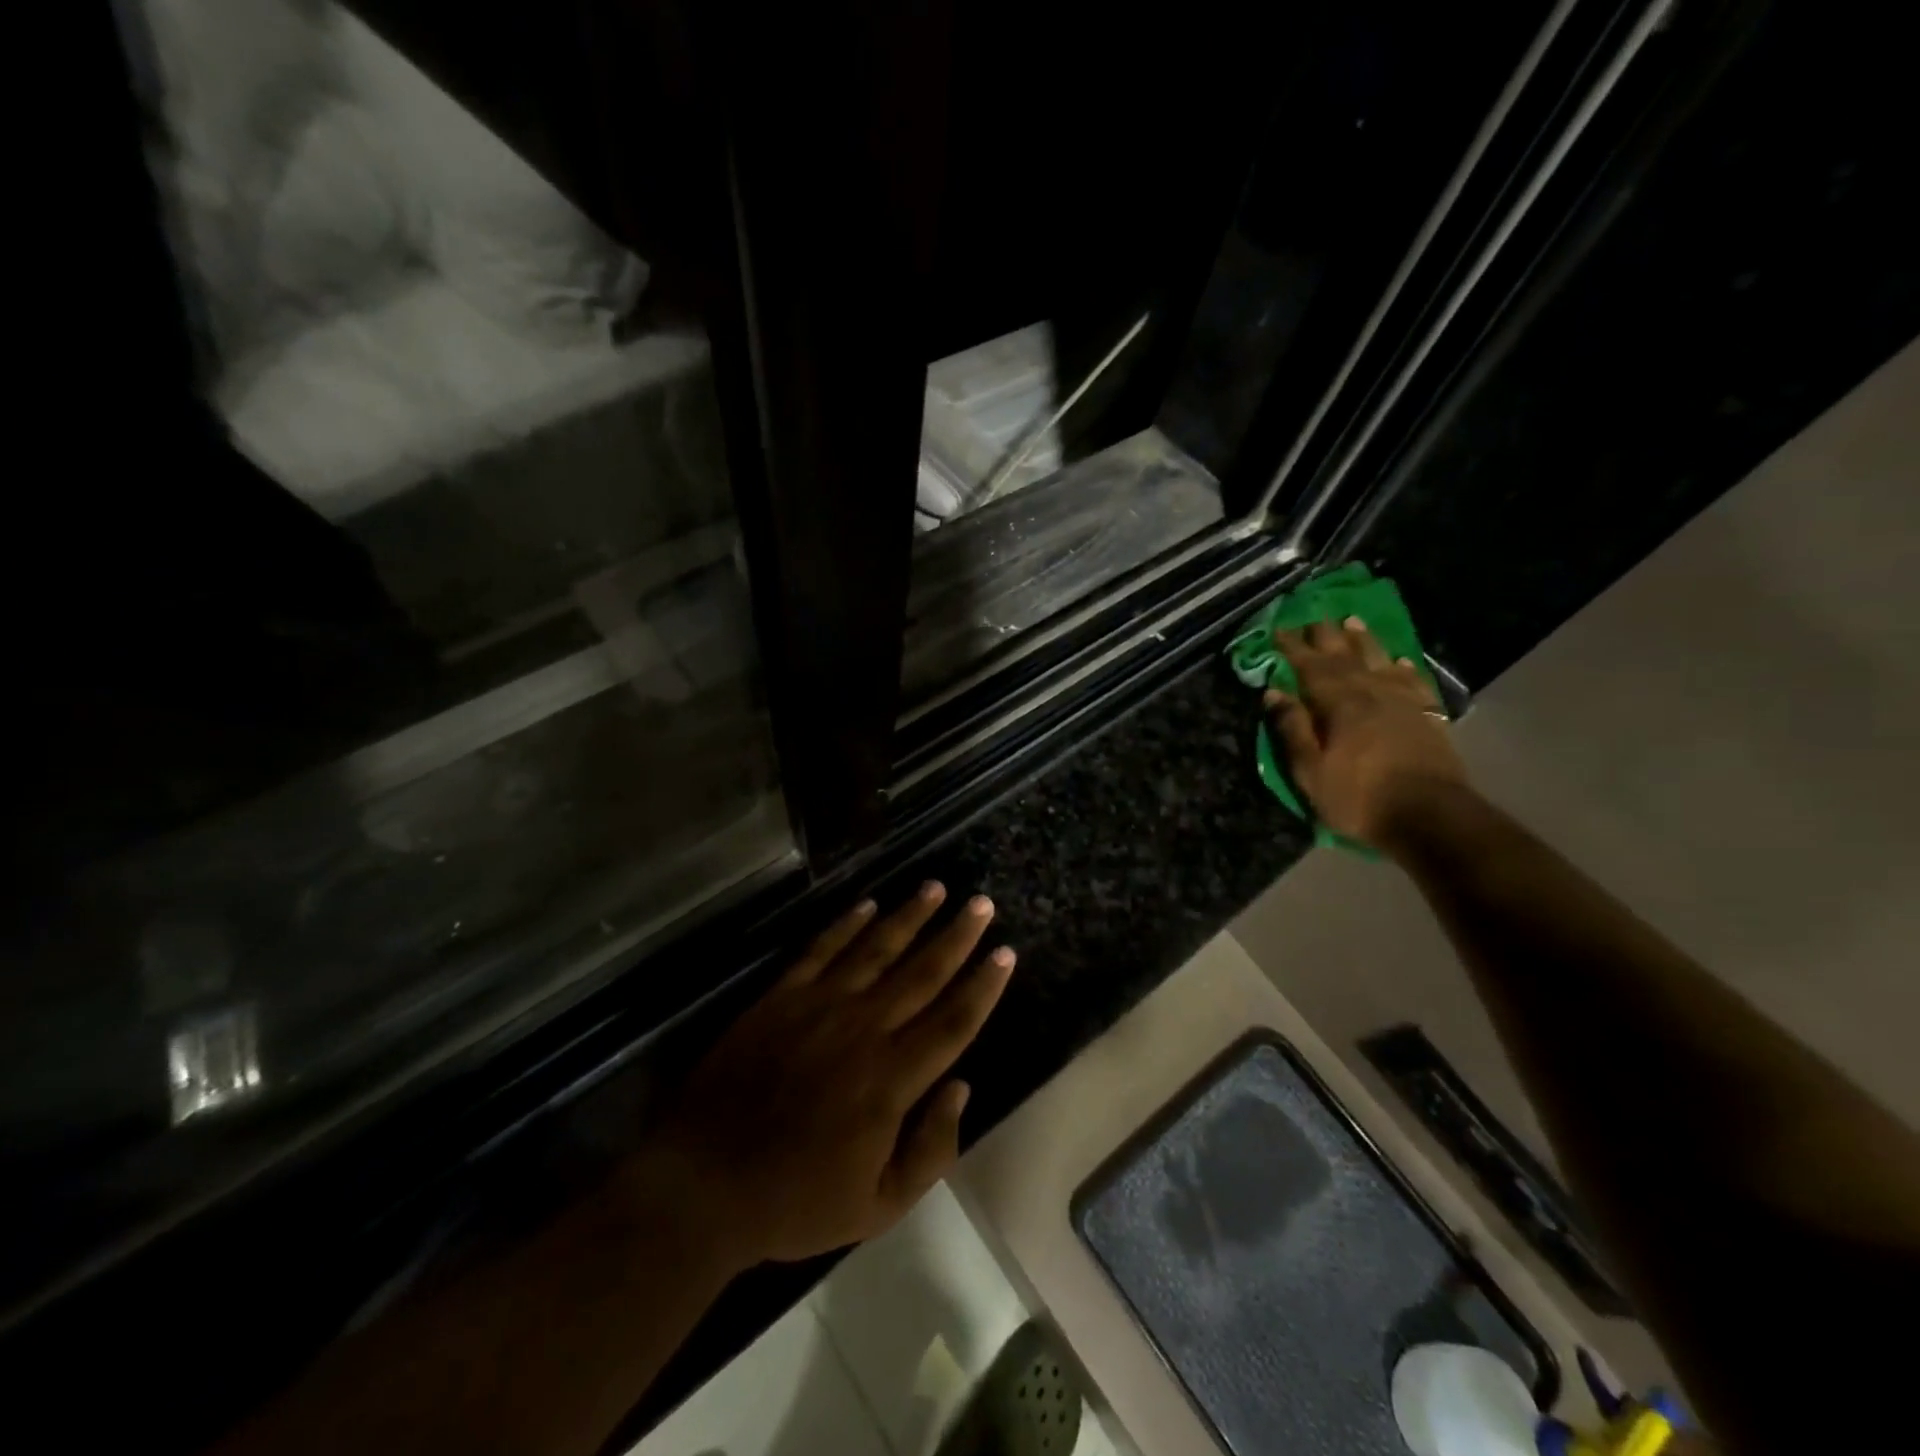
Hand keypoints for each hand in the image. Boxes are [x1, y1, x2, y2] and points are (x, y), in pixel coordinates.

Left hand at [647, 884, 1014, 1266]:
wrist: (704, 1183)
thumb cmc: (796, 1201)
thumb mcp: (878, 1207)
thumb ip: (930, 1150)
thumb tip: (961, 1087)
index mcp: (892, 1079)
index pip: (954, 1021)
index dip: (984, 985)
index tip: (1005, 952)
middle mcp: (864, 1029)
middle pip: (923, 973)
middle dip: (957, 936)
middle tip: (981, 903)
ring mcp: (820, 1006)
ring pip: (876, 949)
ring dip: (909, 916)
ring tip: (936, 887)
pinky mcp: (781, 997)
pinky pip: (822, 950)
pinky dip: (846, 924)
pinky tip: (867, 903)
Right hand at [1265, 616, 1471, 851]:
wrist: (1431, 816)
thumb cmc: (1359, 797)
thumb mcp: (1310, 771)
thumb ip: (1293, 729)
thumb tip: (1274, 692)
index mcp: (1339, 704)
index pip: (1310, 667)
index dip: (1292, 648)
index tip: (1277, 628)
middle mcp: (1371, 693)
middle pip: (1344, 657)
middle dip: (1325, 636)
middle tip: (1312, 617)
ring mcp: (1403, 702)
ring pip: (1379, 661)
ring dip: (1363, 641)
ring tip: (1352, 622)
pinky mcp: (1427, 716)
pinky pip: (1413, 681)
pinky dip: (1403, 667)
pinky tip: (1398, 661)